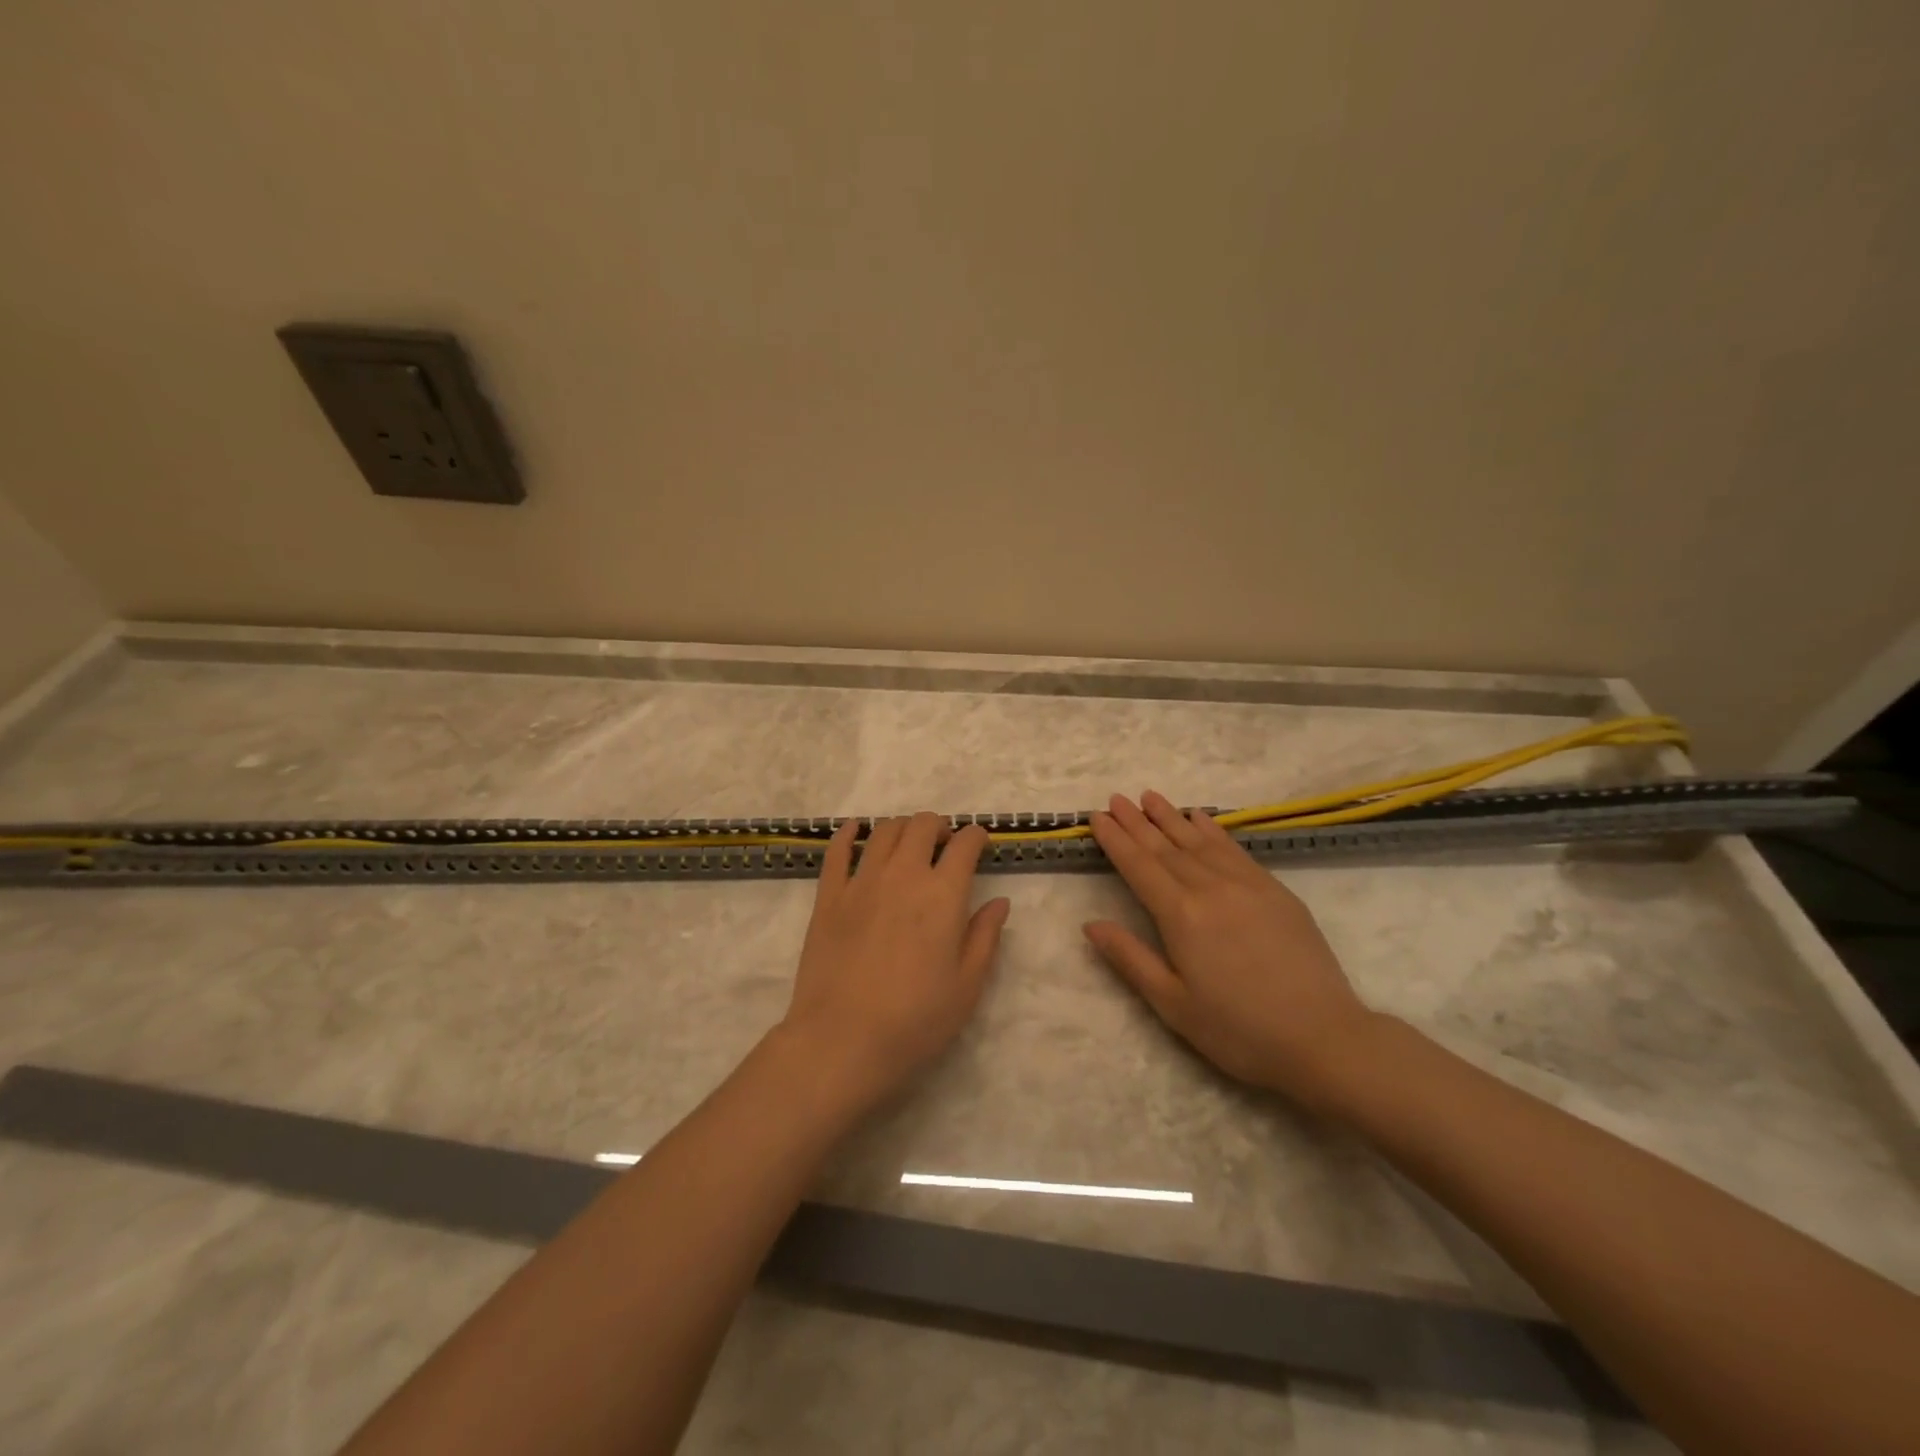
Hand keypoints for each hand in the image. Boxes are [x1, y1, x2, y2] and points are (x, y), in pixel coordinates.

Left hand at [781, 812, 1009, 1107]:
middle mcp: (903, 875)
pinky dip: (849, 834)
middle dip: (939, 827)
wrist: (842, 1042)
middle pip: (922, 826)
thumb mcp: (966, 986)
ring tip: (908, 843)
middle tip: (944, 844)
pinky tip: (856, 831)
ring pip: (884, 831)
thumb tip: (999, 902)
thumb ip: (985, 937)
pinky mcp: (828, 896)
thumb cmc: (915, 1021)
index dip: (976, 836)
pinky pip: (837, 851)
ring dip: (902, 828)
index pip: (964, 845)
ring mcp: (861, 882)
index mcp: (942, 895)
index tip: (980, 842)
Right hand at [1084, 791, 1377, 1107]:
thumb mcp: (1172, 1004)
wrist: (1323, 1037)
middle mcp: (1210, 888)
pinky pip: (1234, 849)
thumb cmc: (1238, 1030)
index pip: (1139, 866)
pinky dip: (1213, 830)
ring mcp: (1246, 884)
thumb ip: (1130, 958)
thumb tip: (1091, 924)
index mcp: (1180, 915)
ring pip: (1199, 841)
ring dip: (1171, 817)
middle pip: (1165, 847)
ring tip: (1150, 797)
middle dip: (1137, 822)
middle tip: (1116, 798)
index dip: (1116, 840)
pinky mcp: (1274, 890)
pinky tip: (1201, 818)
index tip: (1097, 816)